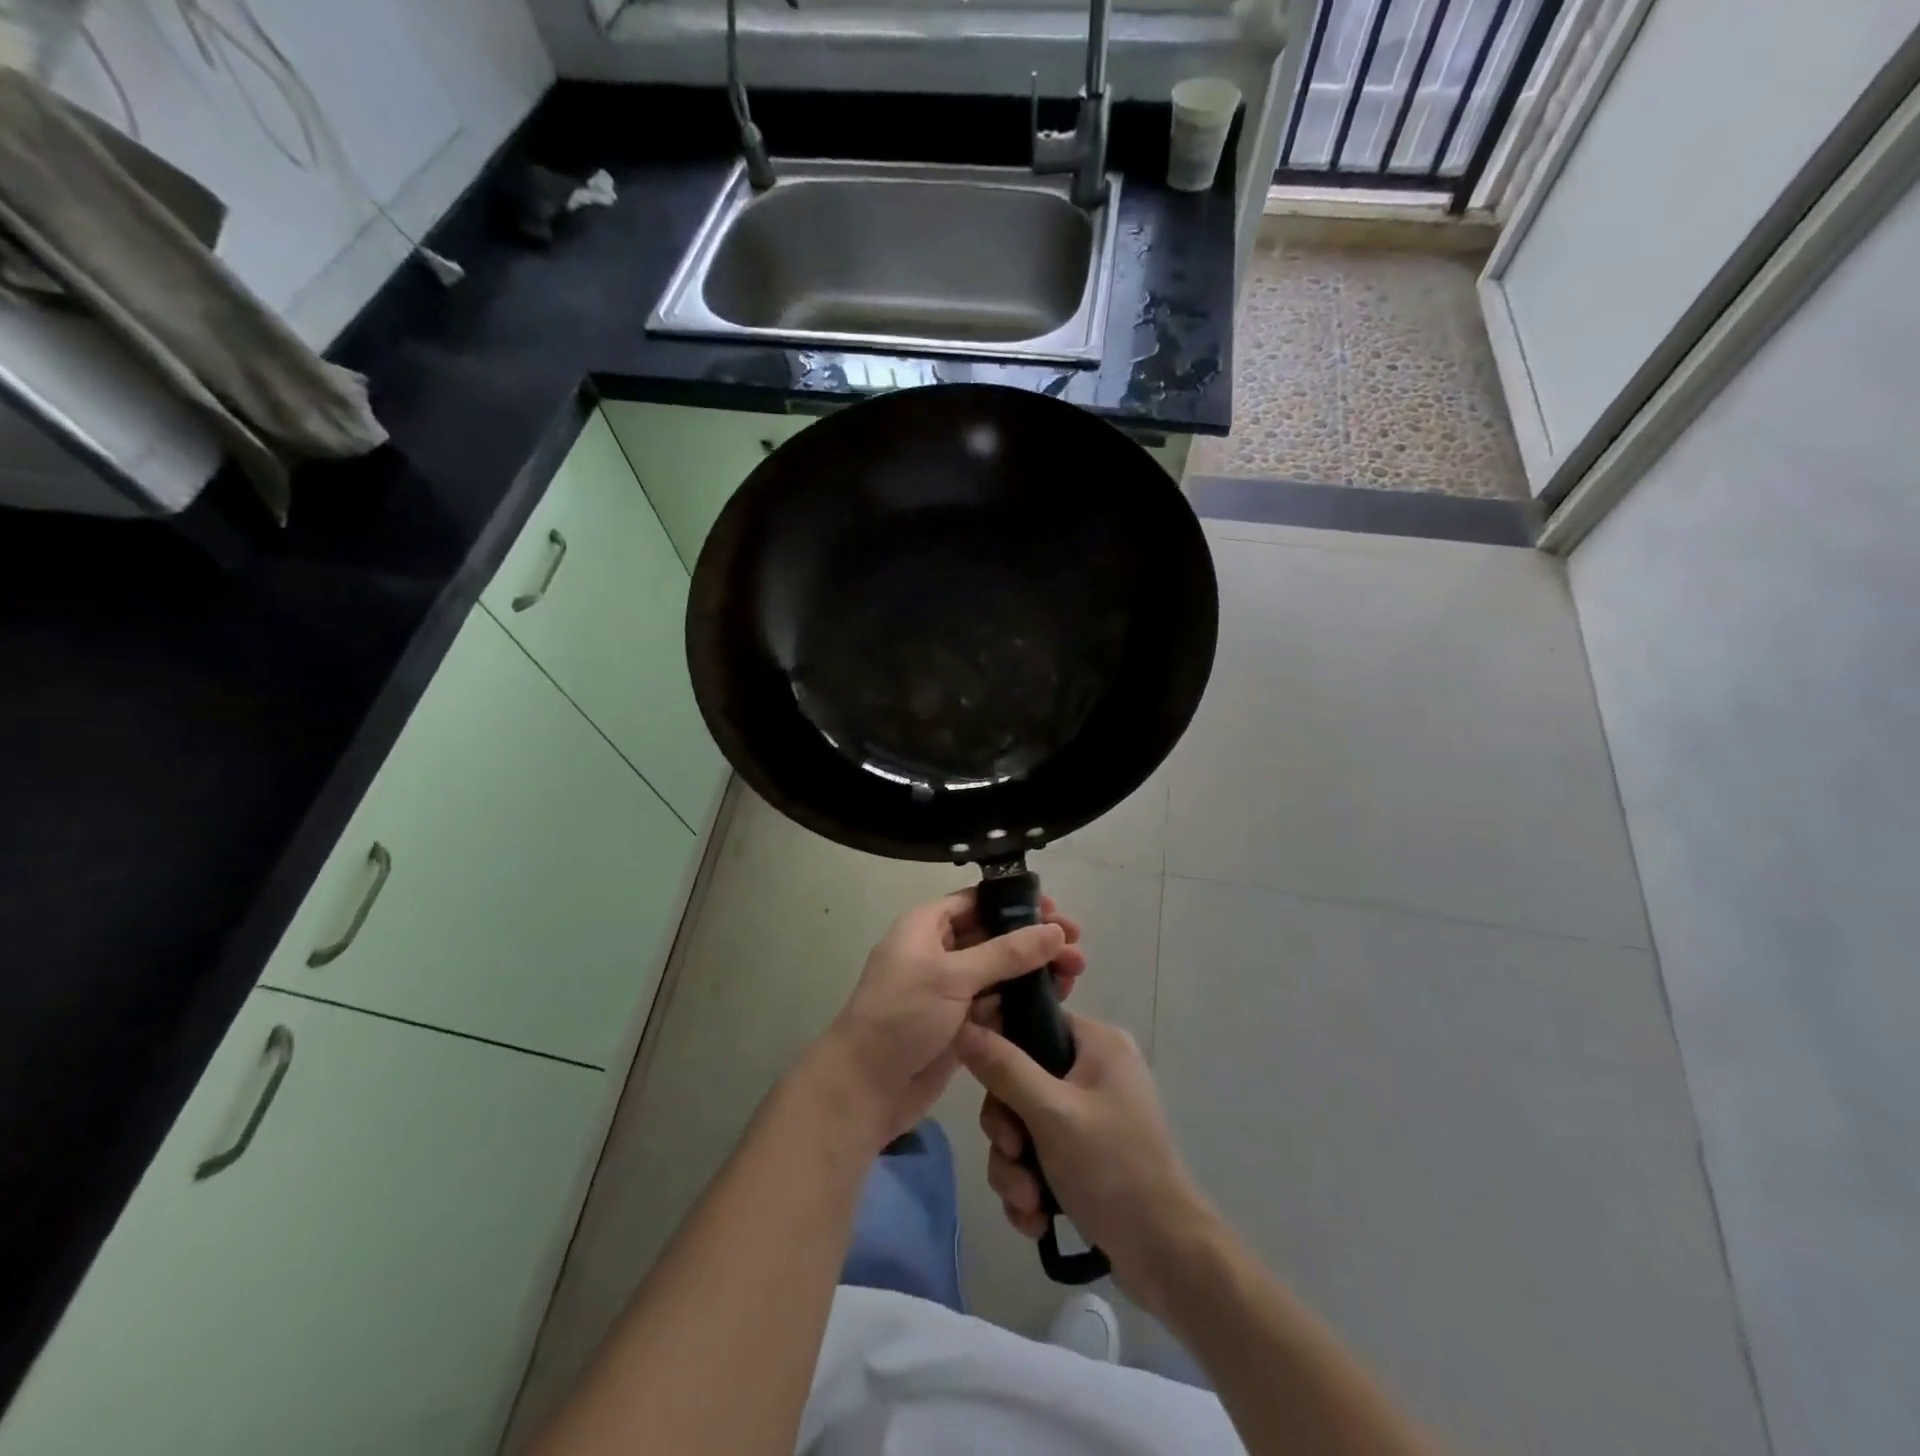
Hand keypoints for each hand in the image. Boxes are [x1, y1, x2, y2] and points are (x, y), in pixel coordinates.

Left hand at [814, 890, 1085, 1150]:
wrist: (865, 1087)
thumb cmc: (903, 1016)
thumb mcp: (953, 976)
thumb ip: (1006, 953)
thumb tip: (1055, 931)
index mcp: (926, 926)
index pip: (977, 901)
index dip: (1017, 904)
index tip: (1056, 913)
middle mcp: (938, 952)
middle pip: (994, 936)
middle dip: (1034, 941)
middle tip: (1076, 951)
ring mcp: (948, 991)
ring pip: (999, 973)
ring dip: (1034, 973)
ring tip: (1074, 977)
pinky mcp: (959, 1025)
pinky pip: (996, 1005)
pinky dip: (1021, 1003)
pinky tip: (1054, 1004)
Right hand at [957, 1011, 1212, 1319]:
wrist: (1167, 1257)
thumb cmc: (1113, 1169)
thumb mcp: (1051, 1114)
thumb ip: (1003, 1068)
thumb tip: (962, 1025)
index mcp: (1098, 1044)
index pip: (1033, 1022)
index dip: (1000, 1048)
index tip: (984, 1085)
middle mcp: (1095, 1072)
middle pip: (1020, 1081)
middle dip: (1008, 1131)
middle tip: (1013, 1154)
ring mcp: (1091, 1116)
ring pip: (1024, 1125)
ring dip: (1015, 1168)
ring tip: (1028, 1202)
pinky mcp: (1087, 1157)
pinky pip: (1039, 1156)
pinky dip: (1031, 1186)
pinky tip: (1036, 1219)